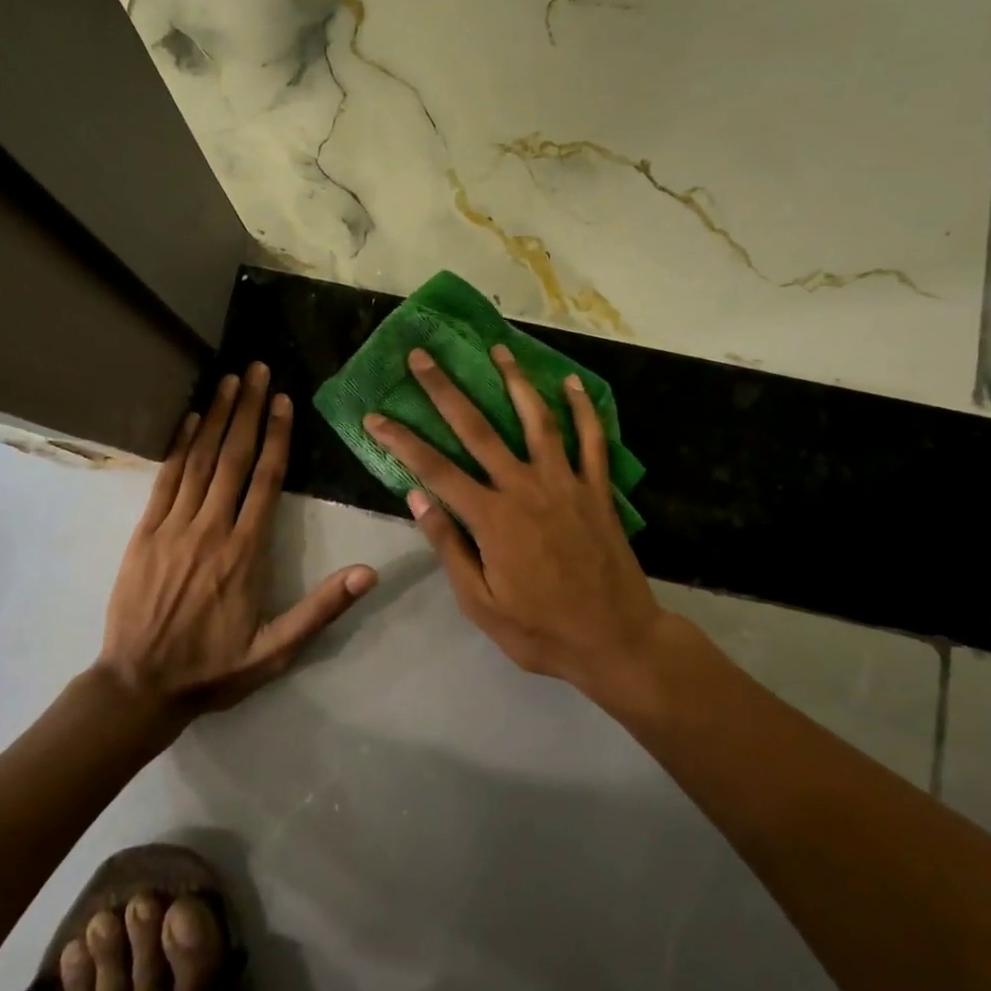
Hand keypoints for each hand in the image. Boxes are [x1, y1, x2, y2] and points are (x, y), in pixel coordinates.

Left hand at [98, 362, 377, 715]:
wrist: (139, 686)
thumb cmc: (214, 668)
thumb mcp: (276, 650)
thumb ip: (322, 609)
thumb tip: (368, 572)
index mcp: (245, 552)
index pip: (266, 480)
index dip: (276, 436)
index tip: (283, 400)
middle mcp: (211, 528)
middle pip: (233, 457)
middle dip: (247, 409)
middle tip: (257, 368)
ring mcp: (173, 527)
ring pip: (199, 460)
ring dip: (215, 416)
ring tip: (229, 380)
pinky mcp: (144, 533)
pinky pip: (164, 480)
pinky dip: (177, 446)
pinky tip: (187, 419)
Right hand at [364, 345, 667, 698]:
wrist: (616, 641)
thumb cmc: (541, 630)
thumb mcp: (480, 602)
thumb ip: (449, 546)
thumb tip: (416, 496)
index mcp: (492, 518)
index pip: (435, 469)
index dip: (401, 440)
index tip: (374, 416)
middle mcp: (525, 488)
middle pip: (478, 429)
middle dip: (445, 390)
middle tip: (423, 356)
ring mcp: (565, 484)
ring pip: (537, 420)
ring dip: (515, 381)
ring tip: (498, 348)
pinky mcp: (598, 489)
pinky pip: (591, 440)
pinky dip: (583, 409)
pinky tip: (572, 383)